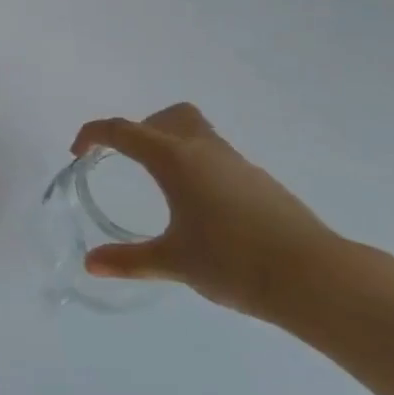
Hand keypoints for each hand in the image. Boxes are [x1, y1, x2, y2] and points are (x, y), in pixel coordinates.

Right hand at [72, 103, 339, 321]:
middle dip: (140, 130)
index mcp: (174, 159)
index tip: (79, 152)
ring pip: (195, 133)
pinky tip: (200, 208)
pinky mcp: (259, 181)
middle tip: (126, 161)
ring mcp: (236, 163)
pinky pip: (216, 157)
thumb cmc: (233, 262)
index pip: (123, 130)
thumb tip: (91, 264)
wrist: (315, 277)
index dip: (94, 134)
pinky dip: (197, 166)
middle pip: (166, 117)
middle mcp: (204, 150)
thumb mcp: (174, 261)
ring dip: (170, 145)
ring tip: (161, 185)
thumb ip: (129, 260)